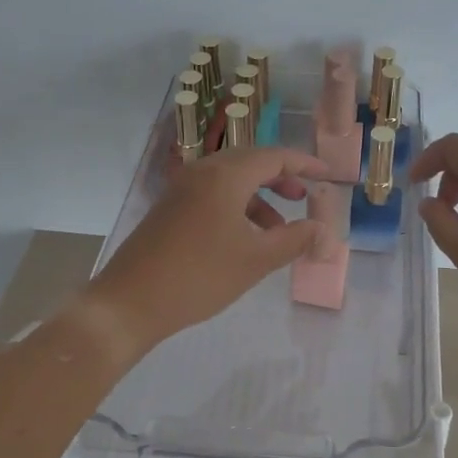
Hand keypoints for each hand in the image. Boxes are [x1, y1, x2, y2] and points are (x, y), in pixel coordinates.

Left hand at [76, 146, 328, 359]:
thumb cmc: (199, 275)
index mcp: (225, 175)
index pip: (274, 156)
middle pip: (251, 163)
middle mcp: (202, 172)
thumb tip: (325, 231)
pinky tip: (245, 239)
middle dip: (281, 178)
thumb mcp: (256, 259)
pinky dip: (237, 208)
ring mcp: (181, 189)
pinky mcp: (169, 209)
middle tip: (305, 197)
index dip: (304, 164)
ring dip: (259, 197)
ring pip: (231, 181)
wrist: (129, 301)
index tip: (328, 174)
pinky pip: (212, 195)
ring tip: (280, 228)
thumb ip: (295, 240)